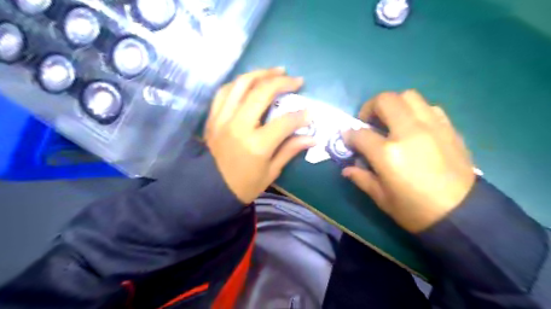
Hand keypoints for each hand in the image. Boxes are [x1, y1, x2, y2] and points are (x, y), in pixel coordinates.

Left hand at [203, 68, 316, 202]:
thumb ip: (290, 150)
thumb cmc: (244, 185)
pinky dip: (239, 83)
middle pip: (262, 93)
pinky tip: (251, 81)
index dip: (301, 116)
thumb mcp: (271, 172)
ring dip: (261, 73)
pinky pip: (224, 91)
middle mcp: (239, 126)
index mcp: (257, 145)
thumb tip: (312, 138)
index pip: (285, 122)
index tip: (309, 113)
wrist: (210, 188)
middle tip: (296, 80)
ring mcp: (222, 119)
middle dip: (282, 82)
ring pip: (241, 84)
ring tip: (276, 71)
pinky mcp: (213, 117)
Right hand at [343, 91, 475, 232]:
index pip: (360, 134)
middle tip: (368, 122)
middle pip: (385, 100)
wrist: (462, 216)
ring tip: (391, 122)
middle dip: (370, 107)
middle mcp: (409, 132)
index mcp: (388, 153)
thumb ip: (361, 178)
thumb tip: (347, 169)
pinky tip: (414, 128)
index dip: (349, 135)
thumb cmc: (415, 210)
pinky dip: (416, 112)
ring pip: (409, 96)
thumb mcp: (381, 198)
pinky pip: (429, 108)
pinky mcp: (449, 129)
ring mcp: (432, 127)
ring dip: (394, 105)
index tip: (348, 138)